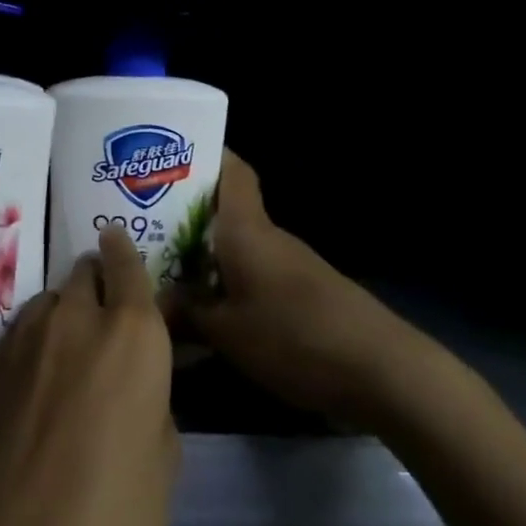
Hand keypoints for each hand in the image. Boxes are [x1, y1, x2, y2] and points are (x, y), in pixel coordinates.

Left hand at [0, 226, 178, 525]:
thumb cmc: (114, 521)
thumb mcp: (164, 461)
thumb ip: (153, 398)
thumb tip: (136, 381)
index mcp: (133, 334)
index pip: (127, 264)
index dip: (122, 250)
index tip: (115, 238)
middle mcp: (76, 318)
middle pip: (84, 272)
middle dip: (95, 281)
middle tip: (101, 310)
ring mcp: (24, 337)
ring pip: (48, 300)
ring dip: (62, 312)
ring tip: (65, 348)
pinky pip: (18, 333)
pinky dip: (31, 341)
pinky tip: (31, 381)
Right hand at [170, 150, 388, 418]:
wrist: (381, 369)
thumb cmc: (294, 335)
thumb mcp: (227, 332)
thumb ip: (186, 313)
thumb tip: (153, 302)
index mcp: (247, 228)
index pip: (232, 170)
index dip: (203, 156)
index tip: (167, 160)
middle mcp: (269, 236)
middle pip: (227, 210)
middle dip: (187, 214)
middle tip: (143, 225)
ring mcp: (291, 264)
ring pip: (239, 244)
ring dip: (207, 252)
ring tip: (165, 268)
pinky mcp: (304, 293)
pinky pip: (255, 272)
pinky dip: (230, 280)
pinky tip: (210, 308)